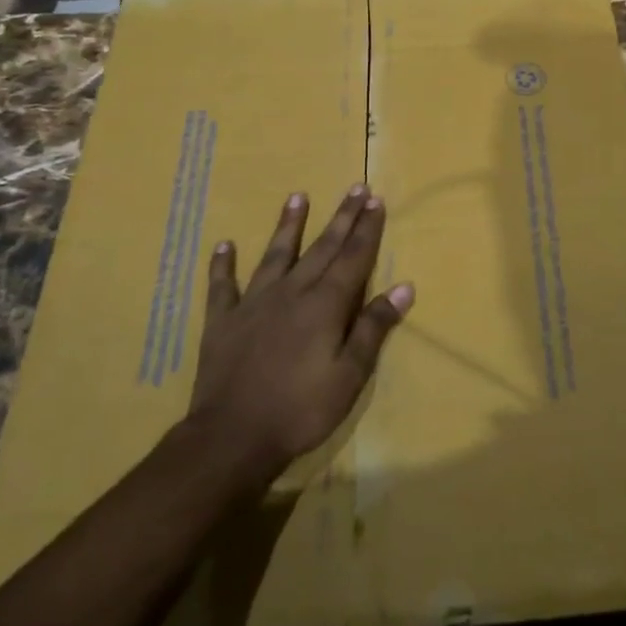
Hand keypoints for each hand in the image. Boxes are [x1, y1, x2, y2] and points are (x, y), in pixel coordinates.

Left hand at [183, 186, 413, 485]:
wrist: (231, 438)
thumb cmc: (300, 410)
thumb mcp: (350, 376)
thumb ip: (373, 328)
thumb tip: (403, 287)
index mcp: (325, 305)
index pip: (353, 258)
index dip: (367, 229)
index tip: (376, 201)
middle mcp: (291, 293)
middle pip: (322, 248)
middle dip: (342, 217)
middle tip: (355, 188)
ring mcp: (253, 303)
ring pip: (275, 255)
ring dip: (288, 225)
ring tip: (297, 197)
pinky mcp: (223, 321)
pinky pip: (222, 286)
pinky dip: (223, 265)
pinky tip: (224, 245)